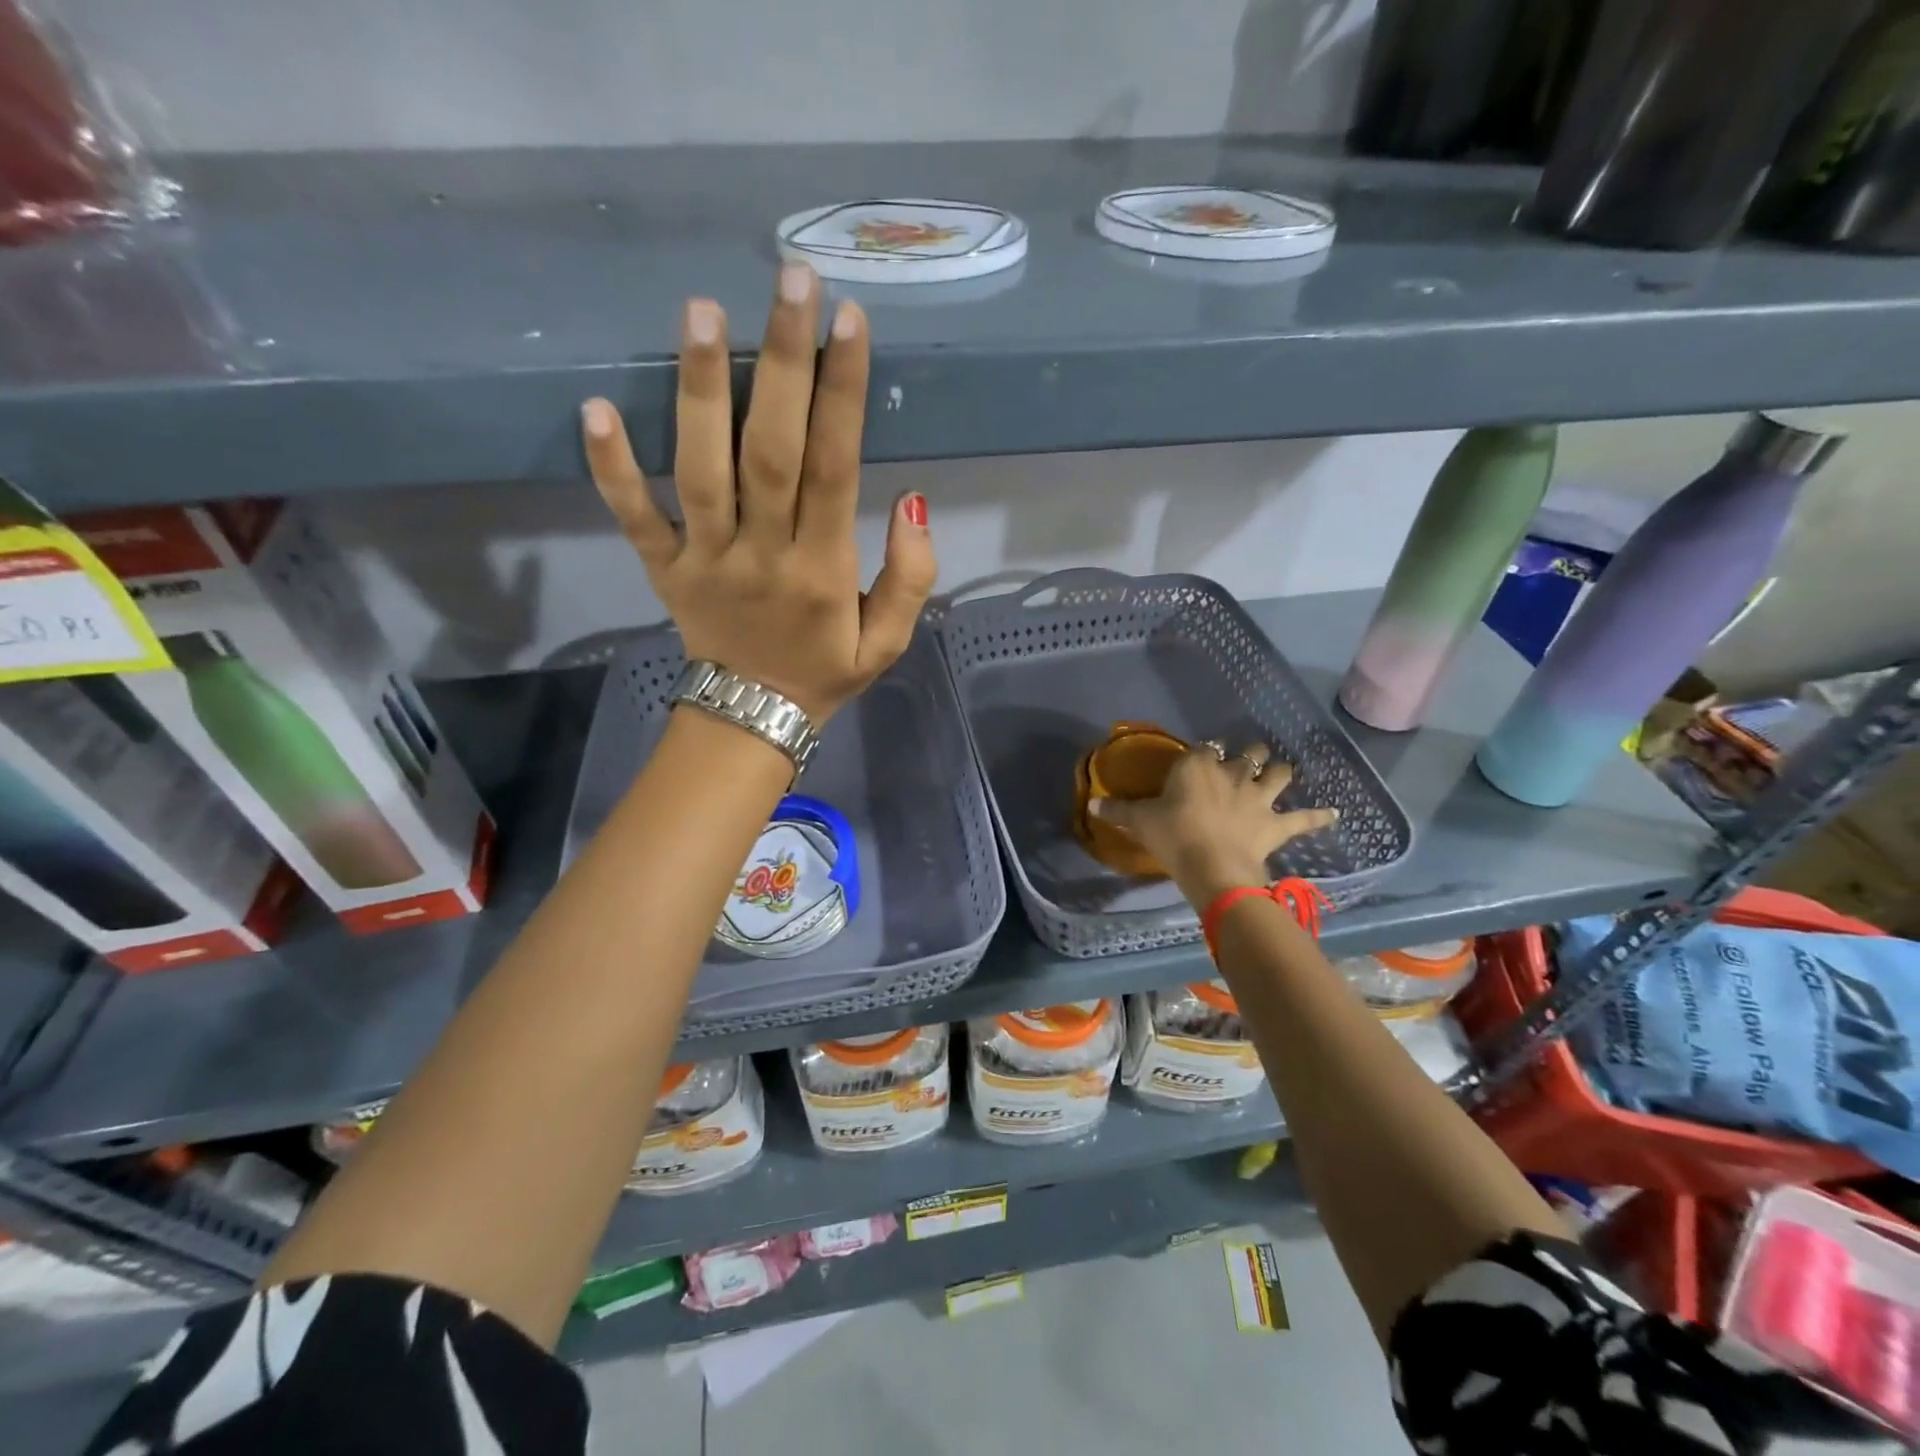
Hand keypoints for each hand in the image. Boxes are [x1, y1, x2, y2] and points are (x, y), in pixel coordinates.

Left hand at [581, 263, 936, 722]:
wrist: (753, 720)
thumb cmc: (826, 672)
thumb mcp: (890, 642)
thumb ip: (912, 577)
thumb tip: (910, 500)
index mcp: (822, 572)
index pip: (834, 469)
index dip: (843, 394)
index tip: (848, 321)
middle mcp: (762, 555)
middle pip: (770, 452)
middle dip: (781, 364)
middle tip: (787, 280)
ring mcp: (704, 561)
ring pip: (700, 471)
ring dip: (700, 392)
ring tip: (702, 311)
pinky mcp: (663, 569)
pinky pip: (633, 518)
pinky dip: (612, 469)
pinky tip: (595, 408)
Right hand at [1088, 741, 1338, 903]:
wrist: (1212, 866)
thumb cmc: (1173, 837)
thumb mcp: (1140, 822)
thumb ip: (1117, 810)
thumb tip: (1090, 804)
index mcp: (1197, 767)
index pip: (1203, 749)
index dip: (1203, 751)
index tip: (1201, 756)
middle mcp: (1231, 774)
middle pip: (1247, 755)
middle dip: (1249, 754)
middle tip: (1247, 758)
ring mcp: (1258, 797)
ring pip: (1277, 775)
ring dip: (1281, 771)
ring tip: (1283, 770)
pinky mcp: (1276, 824)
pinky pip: (1303, 818)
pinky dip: (1319, 816)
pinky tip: (1335, 814)